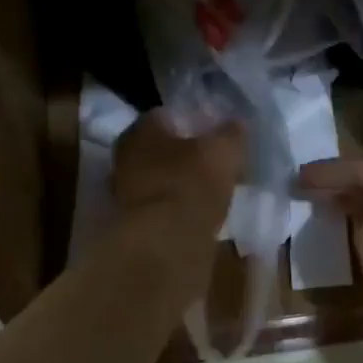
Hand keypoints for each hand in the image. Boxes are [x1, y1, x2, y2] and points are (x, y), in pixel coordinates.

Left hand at [113, 113, 243, 237]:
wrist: (164, 246)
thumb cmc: (190, 184)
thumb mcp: (223, 151)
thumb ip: (231, 133)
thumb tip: (236, 125)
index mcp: (140, 130)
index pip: (168, 116)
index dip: (196, 122)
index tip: (217, 134)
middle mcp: (125, 157)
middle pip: (163, 150)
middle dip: (188, 155)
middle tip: (218, 163)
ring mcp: (126, 194)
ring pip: (163, 180)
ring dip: (184, 184)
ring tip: (215, 191)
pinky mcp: (135, 225)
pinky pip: (165, 208)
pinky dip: (181, 210)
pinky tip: (202, 215)